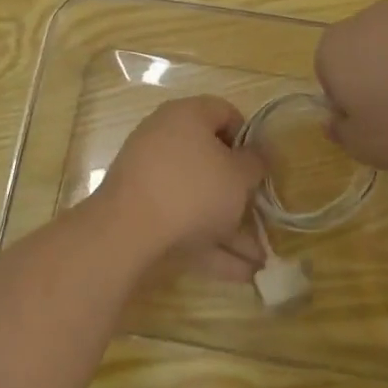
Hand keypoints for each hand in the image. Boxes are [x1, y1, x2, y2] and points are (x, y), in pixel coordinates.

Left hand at [93, 96, 266, 279]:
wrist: (128, 230)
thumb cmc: (194, 189)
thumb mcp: (238, 175)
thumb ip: (255, 163)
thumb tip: (256, 155)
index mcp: (187, 116)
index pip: (225, 113)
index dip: (248, 138)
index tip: (260, 165)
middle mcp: (164, 139)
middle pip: (210, 161)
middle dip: (239, 194)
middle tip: (260, 214)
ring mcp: (149, 176)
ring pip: (198, 199)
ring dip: (229, 228)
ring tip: (258, 260)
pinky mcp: (140, 210)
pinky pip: (182, 221)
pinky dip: (208, 243)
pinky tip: (238, 274)